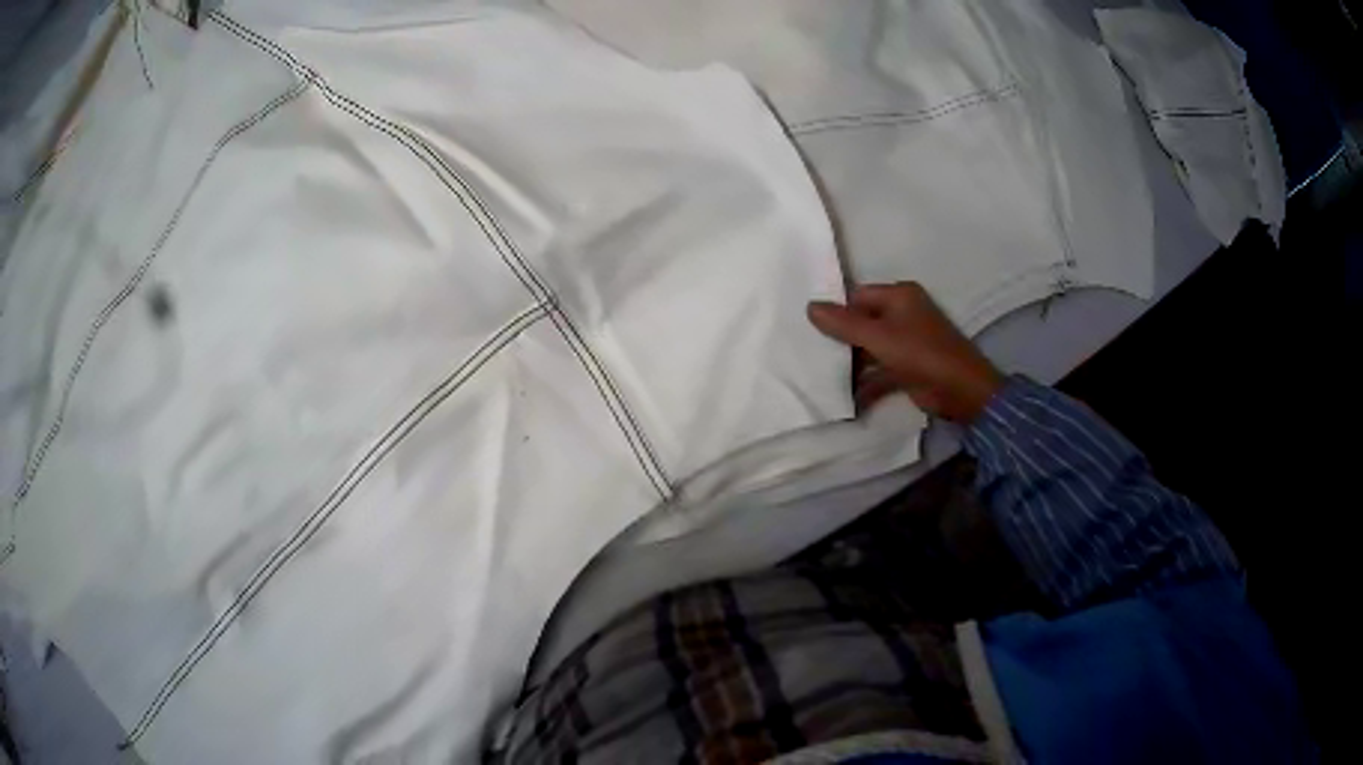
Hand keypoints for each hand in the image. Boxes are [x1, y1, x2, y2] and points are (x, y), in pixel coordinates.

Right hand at [808, 282, 1003, 422]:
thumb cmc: (921, 353)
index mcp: (899, 296)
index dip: (836, 311)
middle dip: (841, 340)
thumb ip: (843, 323)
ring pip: (870, 349)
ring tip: (822, 378)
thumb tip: (809, 306)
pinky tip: (846, 399)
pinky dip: (866, 384)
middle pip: (862, 322)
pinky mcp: (909, 368)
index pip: (858, 297)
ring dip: (852, 366)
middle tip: (811, 354)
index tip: (809, 329)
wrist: (961, 391)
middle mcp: (903, 314)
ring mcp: (907, 342)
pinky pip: (880, 371)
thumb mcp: (878, 337)